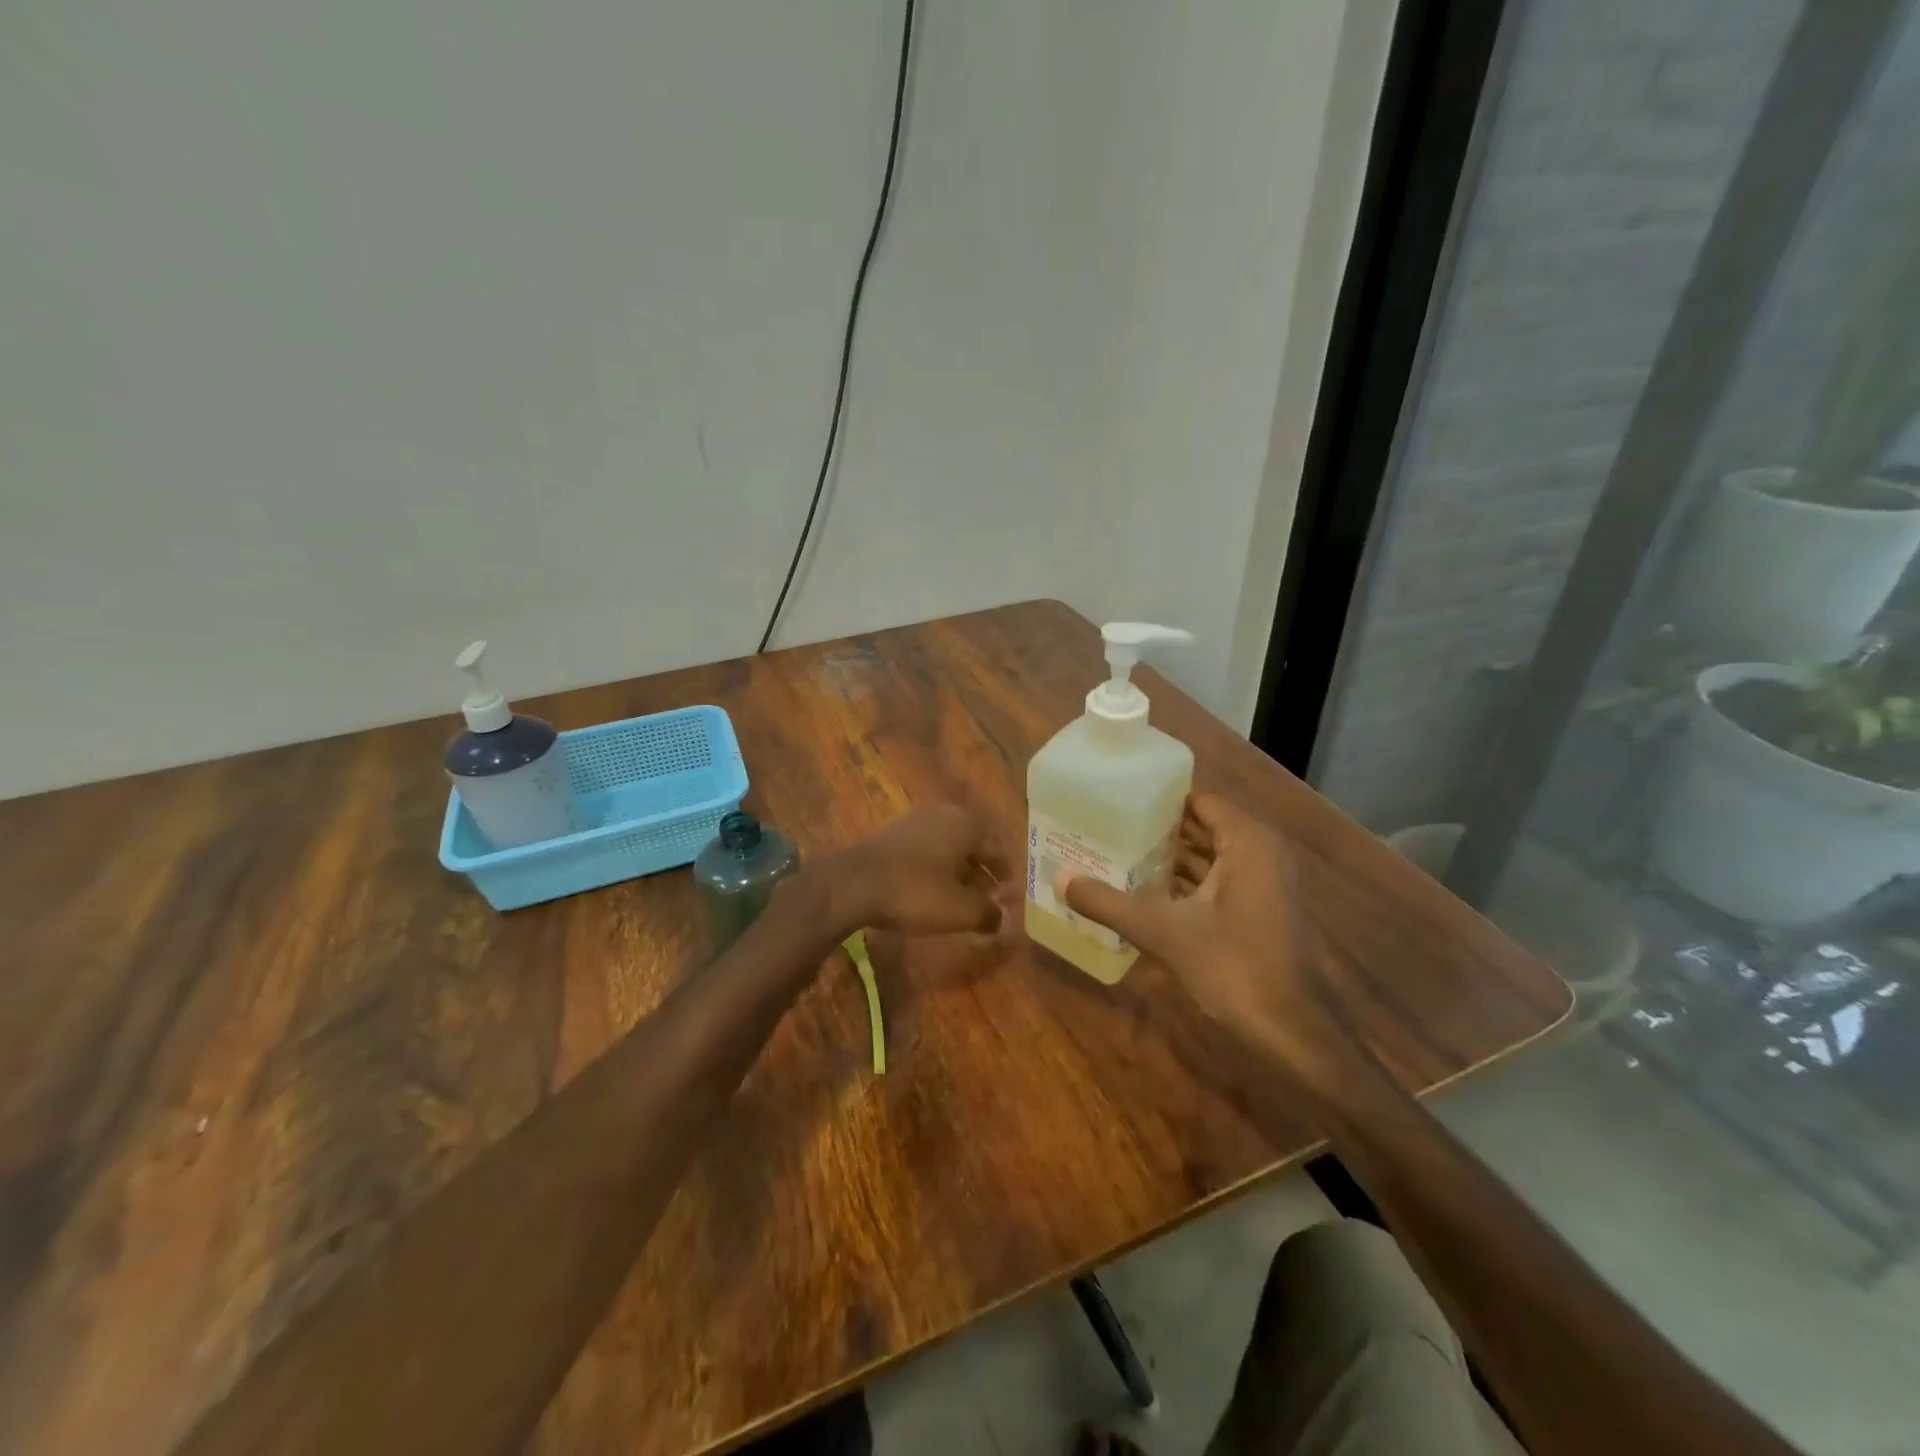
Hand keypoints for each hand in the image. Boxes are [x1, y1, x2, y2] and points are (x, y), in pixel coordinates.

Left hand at [816, 803, 1010, 937]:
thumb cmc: (917, 891)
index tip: (1010, 894)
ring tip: (961, 903)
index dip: (1005, 874)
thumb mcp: (961, 910)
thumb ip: (988, 913)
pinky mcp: (890, 839)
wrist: (853, 884)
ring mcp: (913, 825)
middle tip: (988, 900)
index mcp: (966, 824)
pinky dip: (934, 874)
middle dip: (981, 874)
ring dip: (957, 875)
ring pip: (947, 851)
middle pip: (971, 847)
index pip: (997, 849)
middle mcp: (942, 816)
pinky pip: (925, 856)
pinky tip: (930, 896)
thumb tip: (1000, 918)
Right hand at [1060, 794, 1340, 1068]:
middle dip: (1159, 830)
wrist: (1290, 1032)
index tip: (1119, 801)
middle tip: (1110, 827)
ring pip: (1211, 858)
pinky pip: (1220, 883)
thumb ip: (1109, 904)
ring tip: (1120, 855)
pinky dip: (1188, 885)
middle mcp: (1262, 854)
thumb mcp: (1162, 932)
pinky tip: (1148, 893)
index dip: (1159, 800)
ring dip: (1171, 859)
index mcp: (1248, 843)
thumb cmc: (1232, 967)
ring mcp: (1266, 885)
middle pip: (1203, 828)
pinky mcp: (1263, 912)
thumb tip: (1060, 879)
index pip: (1199, 801)